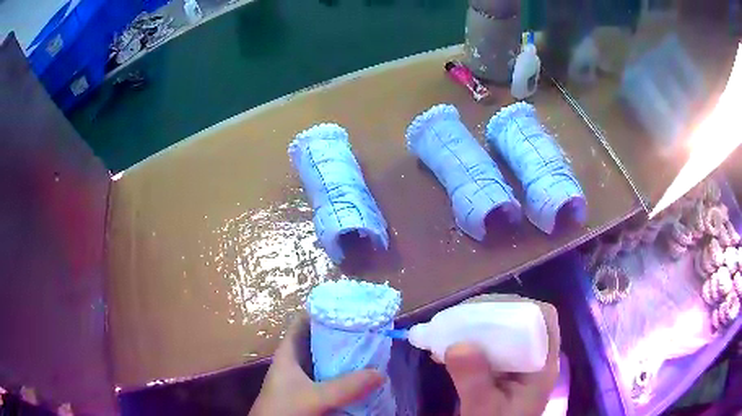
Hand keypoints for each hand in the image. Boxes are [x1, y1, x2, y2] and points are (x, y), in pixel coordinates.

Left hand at [249, 314, 385, 415]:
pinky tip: (359, 377)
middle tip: (368, 330)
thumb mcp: (315, 397)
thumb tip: (380, 373)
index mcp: (288, 353)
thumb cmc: (284, 409)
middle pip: (317, 342)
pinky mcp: (307, 393)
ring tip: (369, 349)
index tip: (349, 308)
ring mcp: (301, 379)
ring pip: (324, 361)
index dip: (323, 312)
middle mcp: (294, 363)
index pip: (302, 323)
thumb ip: (346, 386)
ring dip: (343, 357)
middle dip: (340, 335)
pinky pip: (328, 378)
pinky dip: (342, 375)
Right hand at [445, 300, 560, 415]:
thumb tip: (457, 345)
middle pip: (523, 320)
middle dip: (490, 313)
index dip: (520, 306)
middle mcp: (536, 358)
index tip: (486, 310)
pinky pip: (491, 346)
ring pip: (506, 331)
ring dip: (477, 326)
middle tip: (458, 318)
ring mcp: (520, 364)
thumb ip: (474, 382)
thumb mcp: (483, 410)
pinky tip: (449, 347)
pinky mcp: (505, 371)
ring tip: (449, 329)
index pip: (545, 319)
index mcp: (542, 365)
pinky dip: (471, 342)